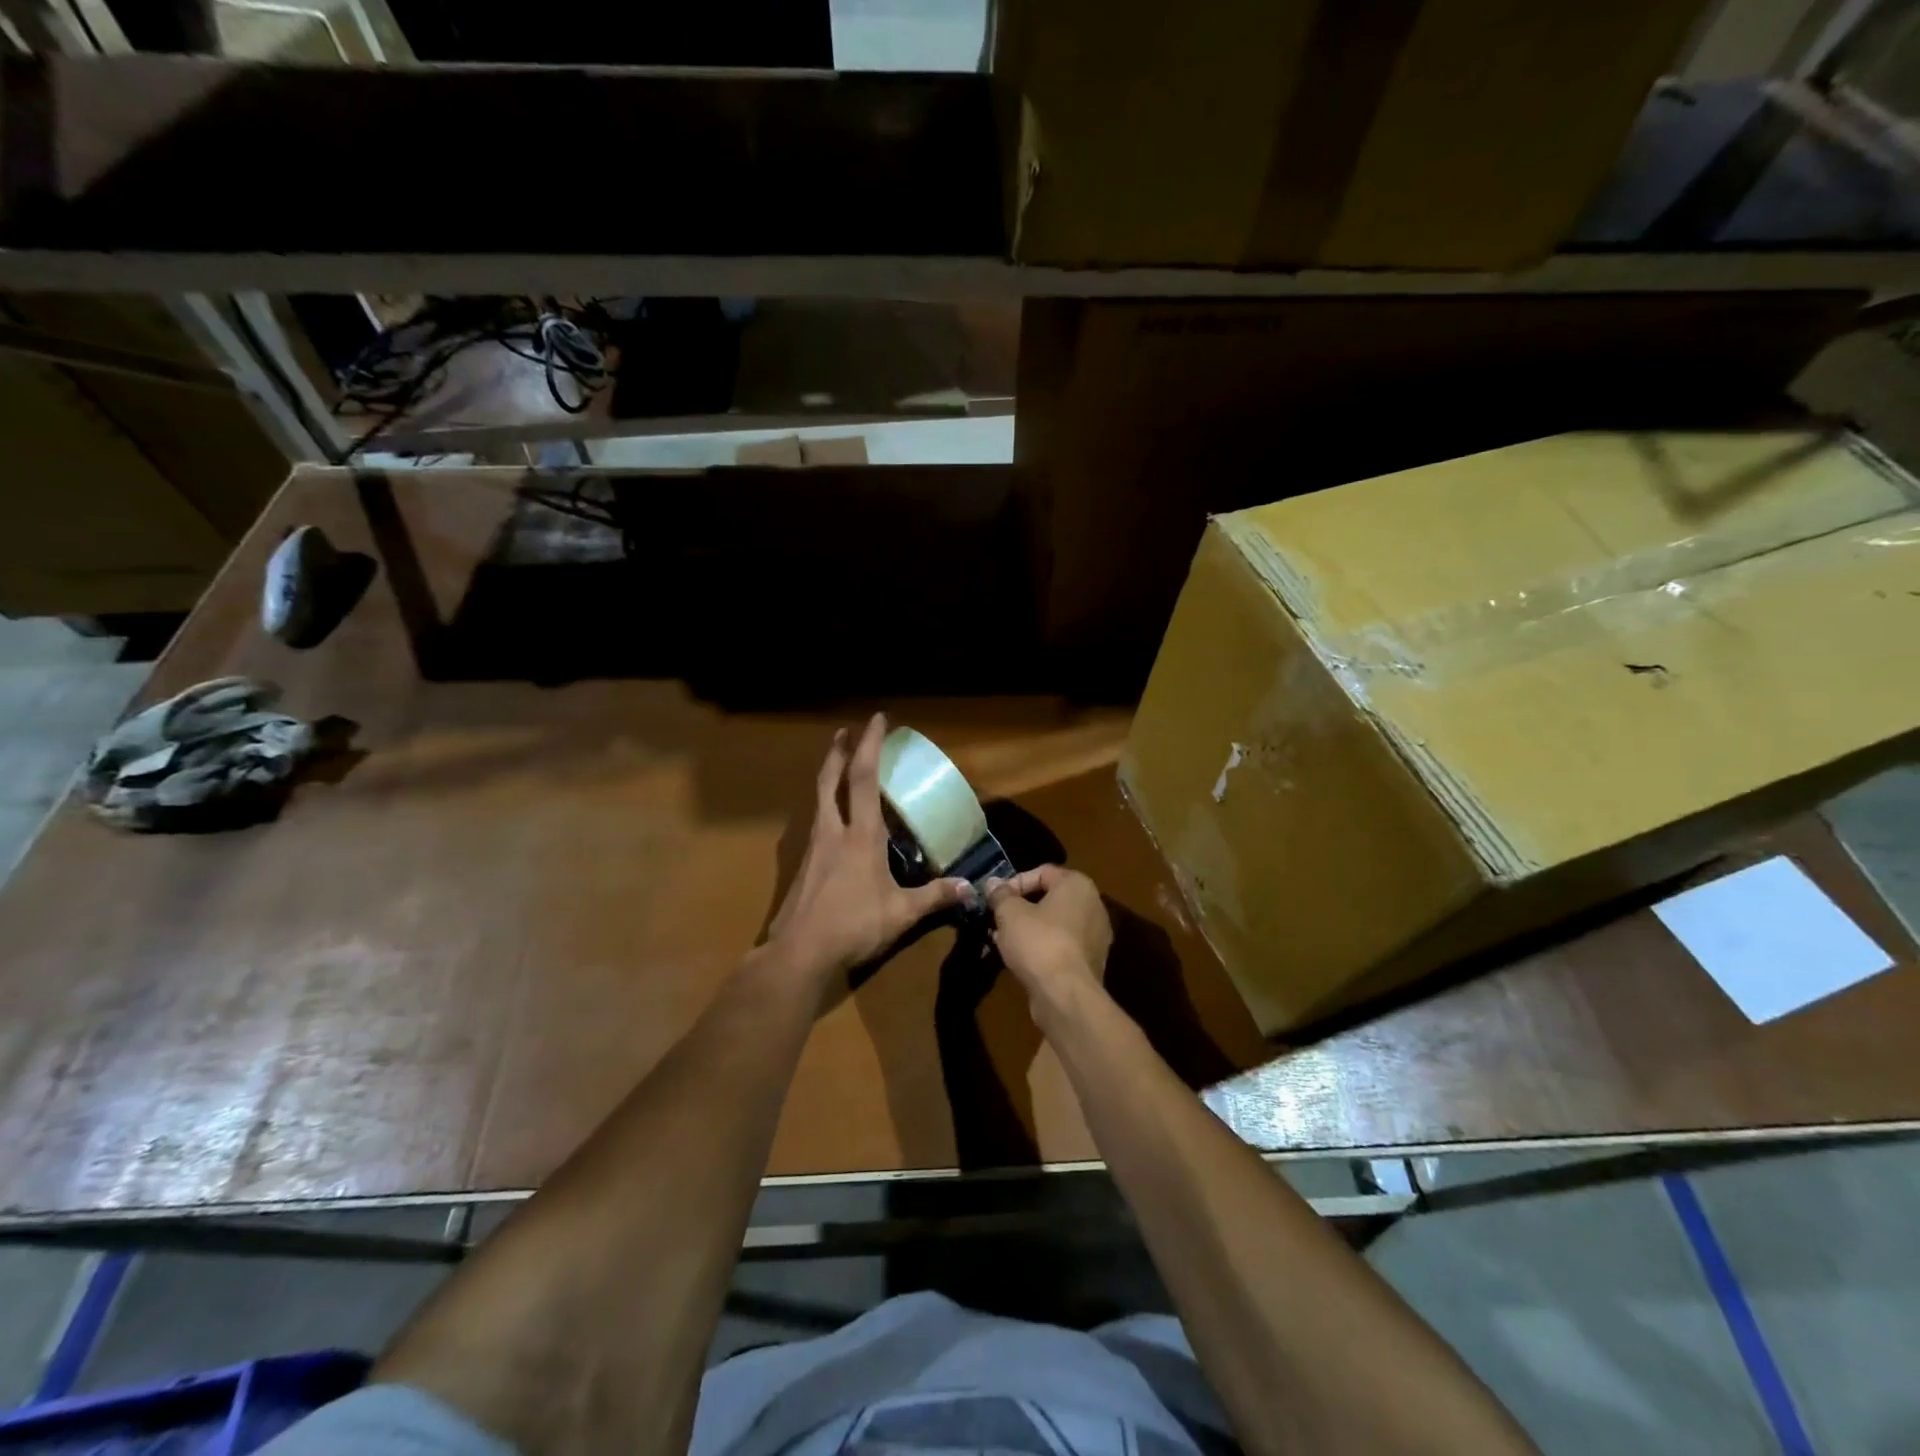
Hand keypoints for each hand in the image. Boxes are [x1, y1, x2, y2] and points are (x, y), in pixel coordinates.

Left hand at [765, 713, 970, 986]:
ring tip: (840, 766)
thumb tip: (969, 888)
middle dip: (838, 751)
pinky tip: (834, 820)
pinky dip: (826, 806)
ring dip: (829, 775)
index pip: (865, 779)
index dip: (871, 745)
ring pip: (819, 799)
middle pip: (830, 780)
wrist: (799, 952)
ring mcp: (813, 847)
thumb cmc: (853, 926)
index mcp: (860, 836)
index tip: (877, 719)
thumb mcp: (901, 914)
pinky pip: (816, 822)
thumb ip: (934, 897)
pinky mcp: (803, 865)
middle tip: (845, 731)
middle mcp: (833, 832)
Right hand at [983, 865, 1110, 1008]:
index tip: (995, 899)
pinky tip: (1020, 960)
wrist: (1066, 995)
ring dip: (1028, 929)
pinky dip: (1042, 948)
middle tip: (998, 920)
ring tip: (1003, 941)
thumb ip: (1000, 894)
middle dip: (1020, 908)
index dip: (1014, 882)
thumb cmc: (1039, 943)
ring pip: (1054, 924)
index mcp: (1078, 885)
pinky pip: (1061, 945)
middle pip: (1049, 898)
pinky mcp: (1091, 962)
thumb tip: (993, 884)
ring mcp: (1095, 936)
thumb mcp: (1010, 913)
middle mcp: (1093, 905)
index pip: (1042, 872)